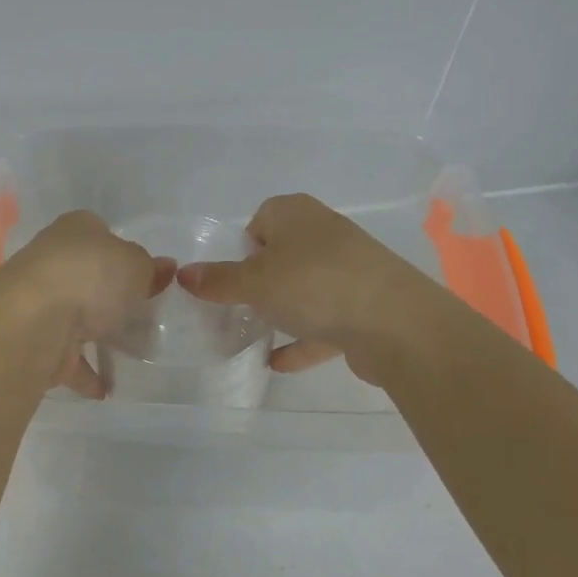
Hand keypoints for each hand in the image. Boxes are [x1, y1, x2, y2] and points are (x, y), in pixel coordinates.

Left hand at [0, 211, 174, 397]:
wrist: (34, 321)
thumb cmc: (90, 277)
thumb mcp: (135, 265)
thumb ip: (150, 269)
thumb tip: (164, 268)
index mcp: (74, 229)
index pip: (101, 234)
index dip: (123, 253)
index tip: (145, 277)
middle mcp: (51, 259)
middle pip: (86, 277)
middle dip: (110, 297)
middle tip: (143, 317)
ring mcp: (39, 301)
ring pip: (74, 317)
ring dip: (96, 335)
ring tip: (130, 354)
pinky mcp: (33, 340)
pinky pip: (64, 356)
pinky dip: (83, 372)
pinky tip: (106, 388)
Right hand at [177, 193, 428, 377]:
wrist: (394, 323)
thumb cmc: (313, 285)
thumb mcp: (253, 281)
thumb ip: (218, 280)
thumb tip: (183, 274)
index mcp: (296, 214)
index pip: (261, 218)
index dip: (243, 245)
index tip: (230, 275)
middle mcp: (324, 234)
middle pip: (283, 254)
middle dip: (259, 281)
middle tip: (237, 306)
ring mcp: (348, 271)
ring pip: (304, 288)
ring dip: (282, 310)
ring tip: (254, 335)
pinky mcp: (363, 306)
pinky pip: (323, 321)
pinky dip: (303, 339)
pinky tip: (278, 363)